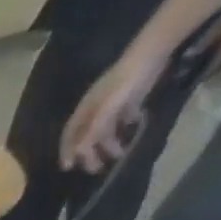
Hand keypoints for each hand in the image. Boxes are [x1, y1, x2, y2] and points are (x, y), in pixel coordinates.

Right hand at [60, 42, 166, 172]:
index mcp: (85, 111)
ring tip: (120, 154)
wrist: (154, 50)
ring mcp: (112, 105)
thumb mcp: (109, 107)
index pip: (70, 136)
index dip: (67, 152)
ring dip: (109, 144)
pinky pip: (123, 119)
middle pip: (87, 136)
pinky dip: (125, 127)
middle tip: (96, 169)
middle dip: (90, 153)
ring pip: (105, 130)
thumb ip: (94, 130)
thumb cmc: (127, 80)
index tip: (68, 168)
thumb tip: (78, 153)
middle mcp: (95, 110)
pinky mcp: (129, 99)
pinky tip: (133, 130)